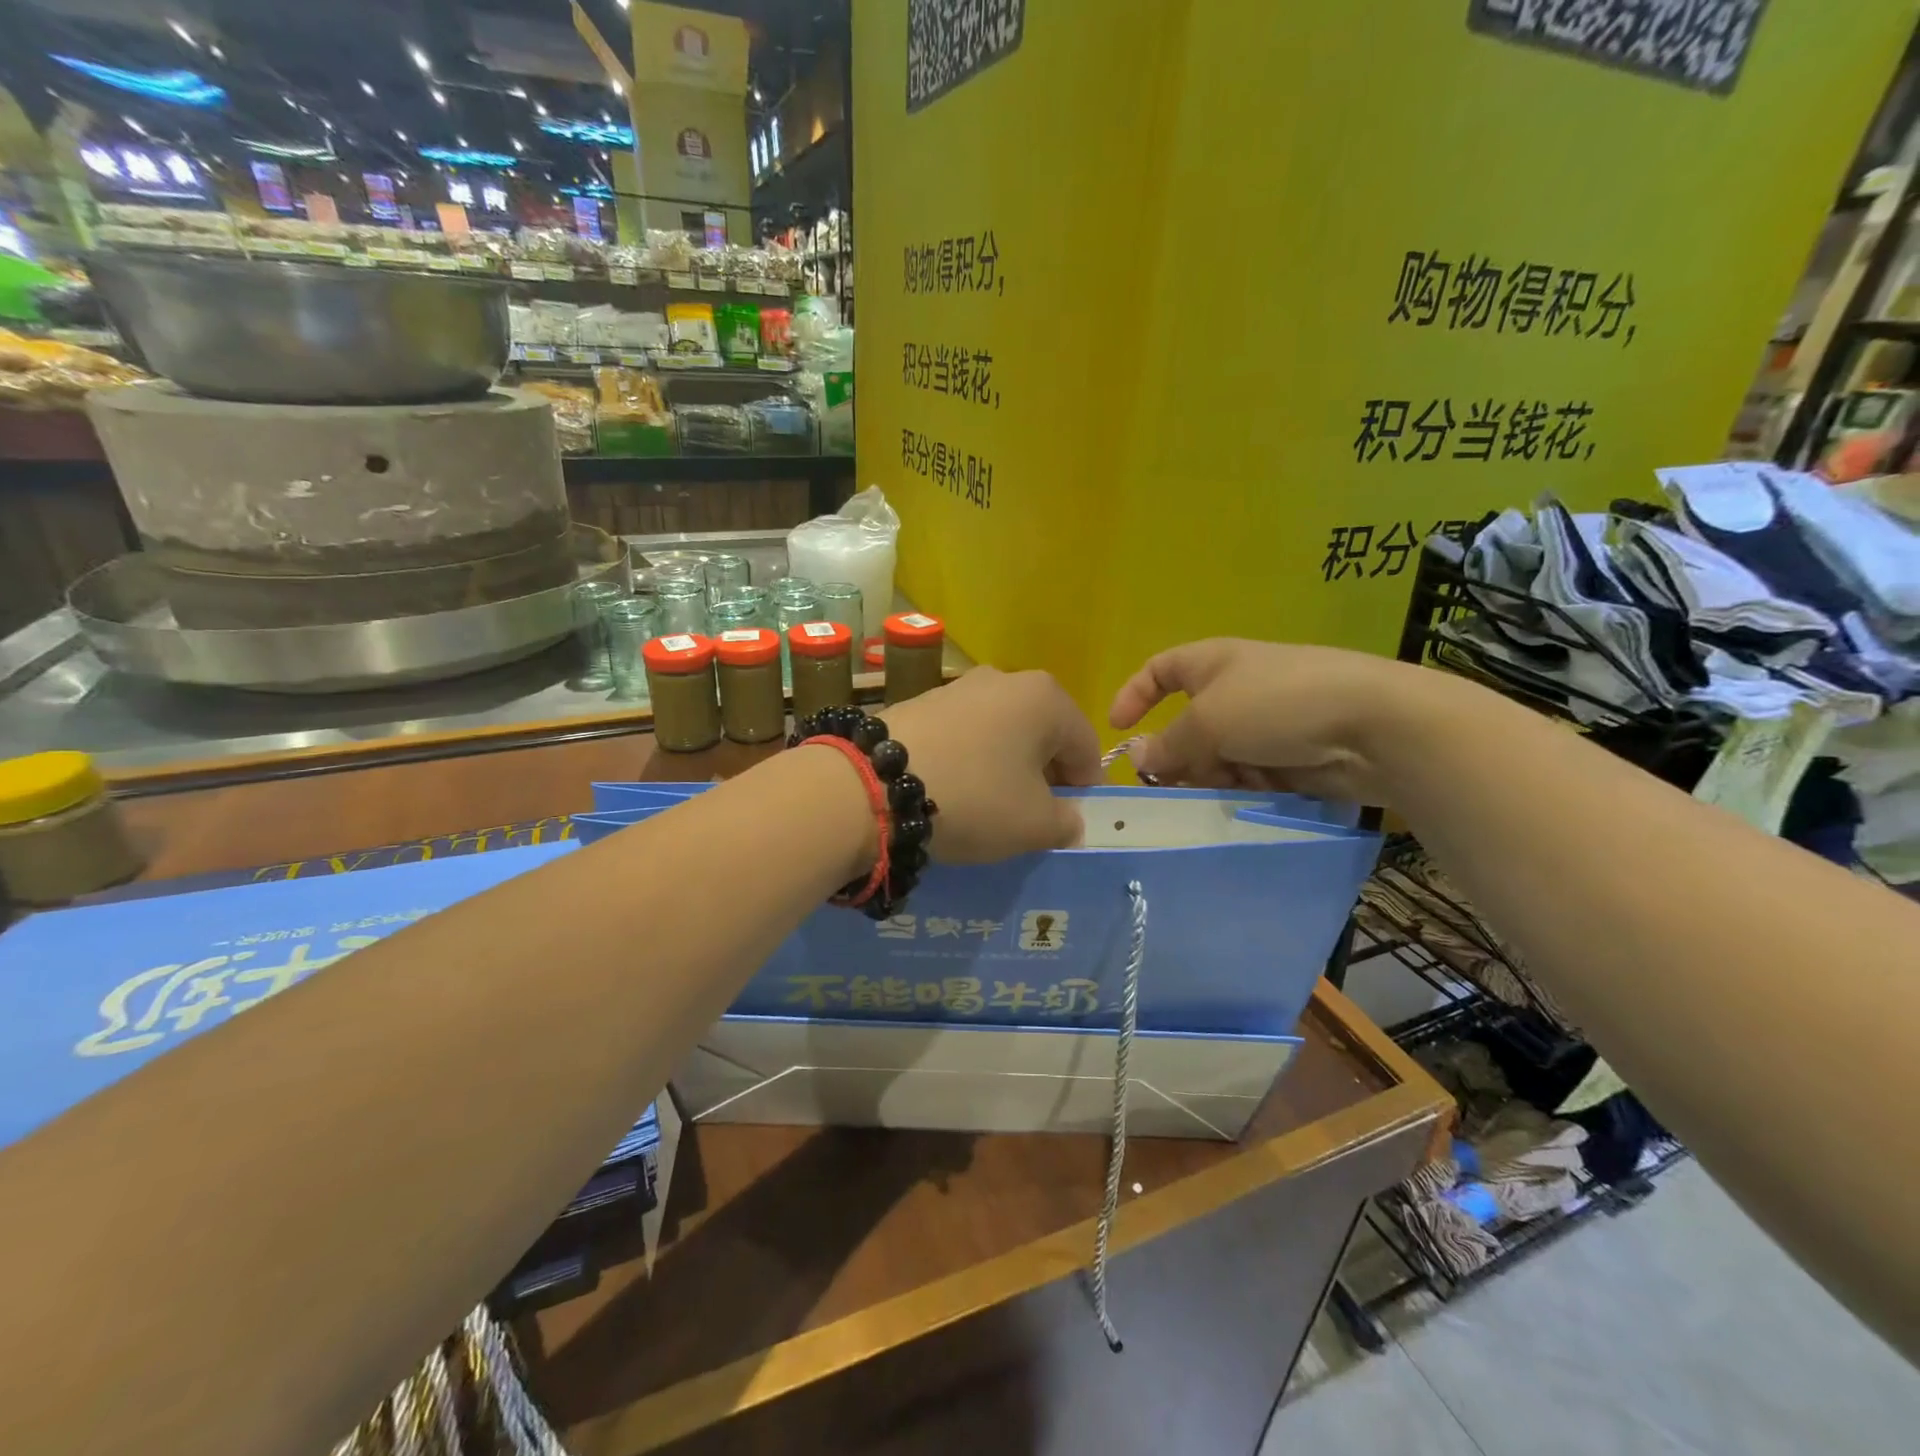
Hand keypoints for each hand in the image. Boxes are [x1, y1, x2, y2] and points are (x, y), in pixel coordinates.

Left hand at [881, 667, 1101, 861]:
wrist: (872, 785)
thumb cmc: (973, 799)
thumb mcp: (1034, 825)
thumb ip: (1066, 822)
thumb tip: (1068, 819)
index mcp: (1045, 698)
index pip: (1085, 744)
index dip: (1084, 785)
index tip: (1068, 817)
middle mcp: (1004, 679)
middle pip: (1042, 733)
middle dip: (1043, 773)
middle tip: (1030, 813)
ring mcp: (957, 686)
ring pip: (1000, 731)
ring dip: (1004, 765)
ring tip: (987, 803)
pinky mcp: (919, 701)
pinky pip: (962, 733)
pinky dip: (968, 759)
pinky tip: (951, 788)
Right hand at [1109, 639, 1438, 802]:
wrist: (1373, 725)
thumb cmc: (1277, 704)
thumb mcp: (1208, 722)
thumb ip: (1168, 744)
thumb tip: (1139, 758)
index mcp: (1213, 663)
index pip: (1160, 669)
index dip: (1134, 694)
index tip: (1116, 729)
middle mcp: (1236, 690)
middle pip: (1187, 726)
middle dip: (1180, 756)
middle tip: (1175, 785)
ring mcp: (1266, 724)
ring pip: (1217, 757)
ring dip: (1214, 776)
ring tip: (1229, 787)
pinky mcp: (1291, 755)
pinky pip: (1249, 775)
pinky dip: (1246, 787)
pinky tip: (1257, 794)